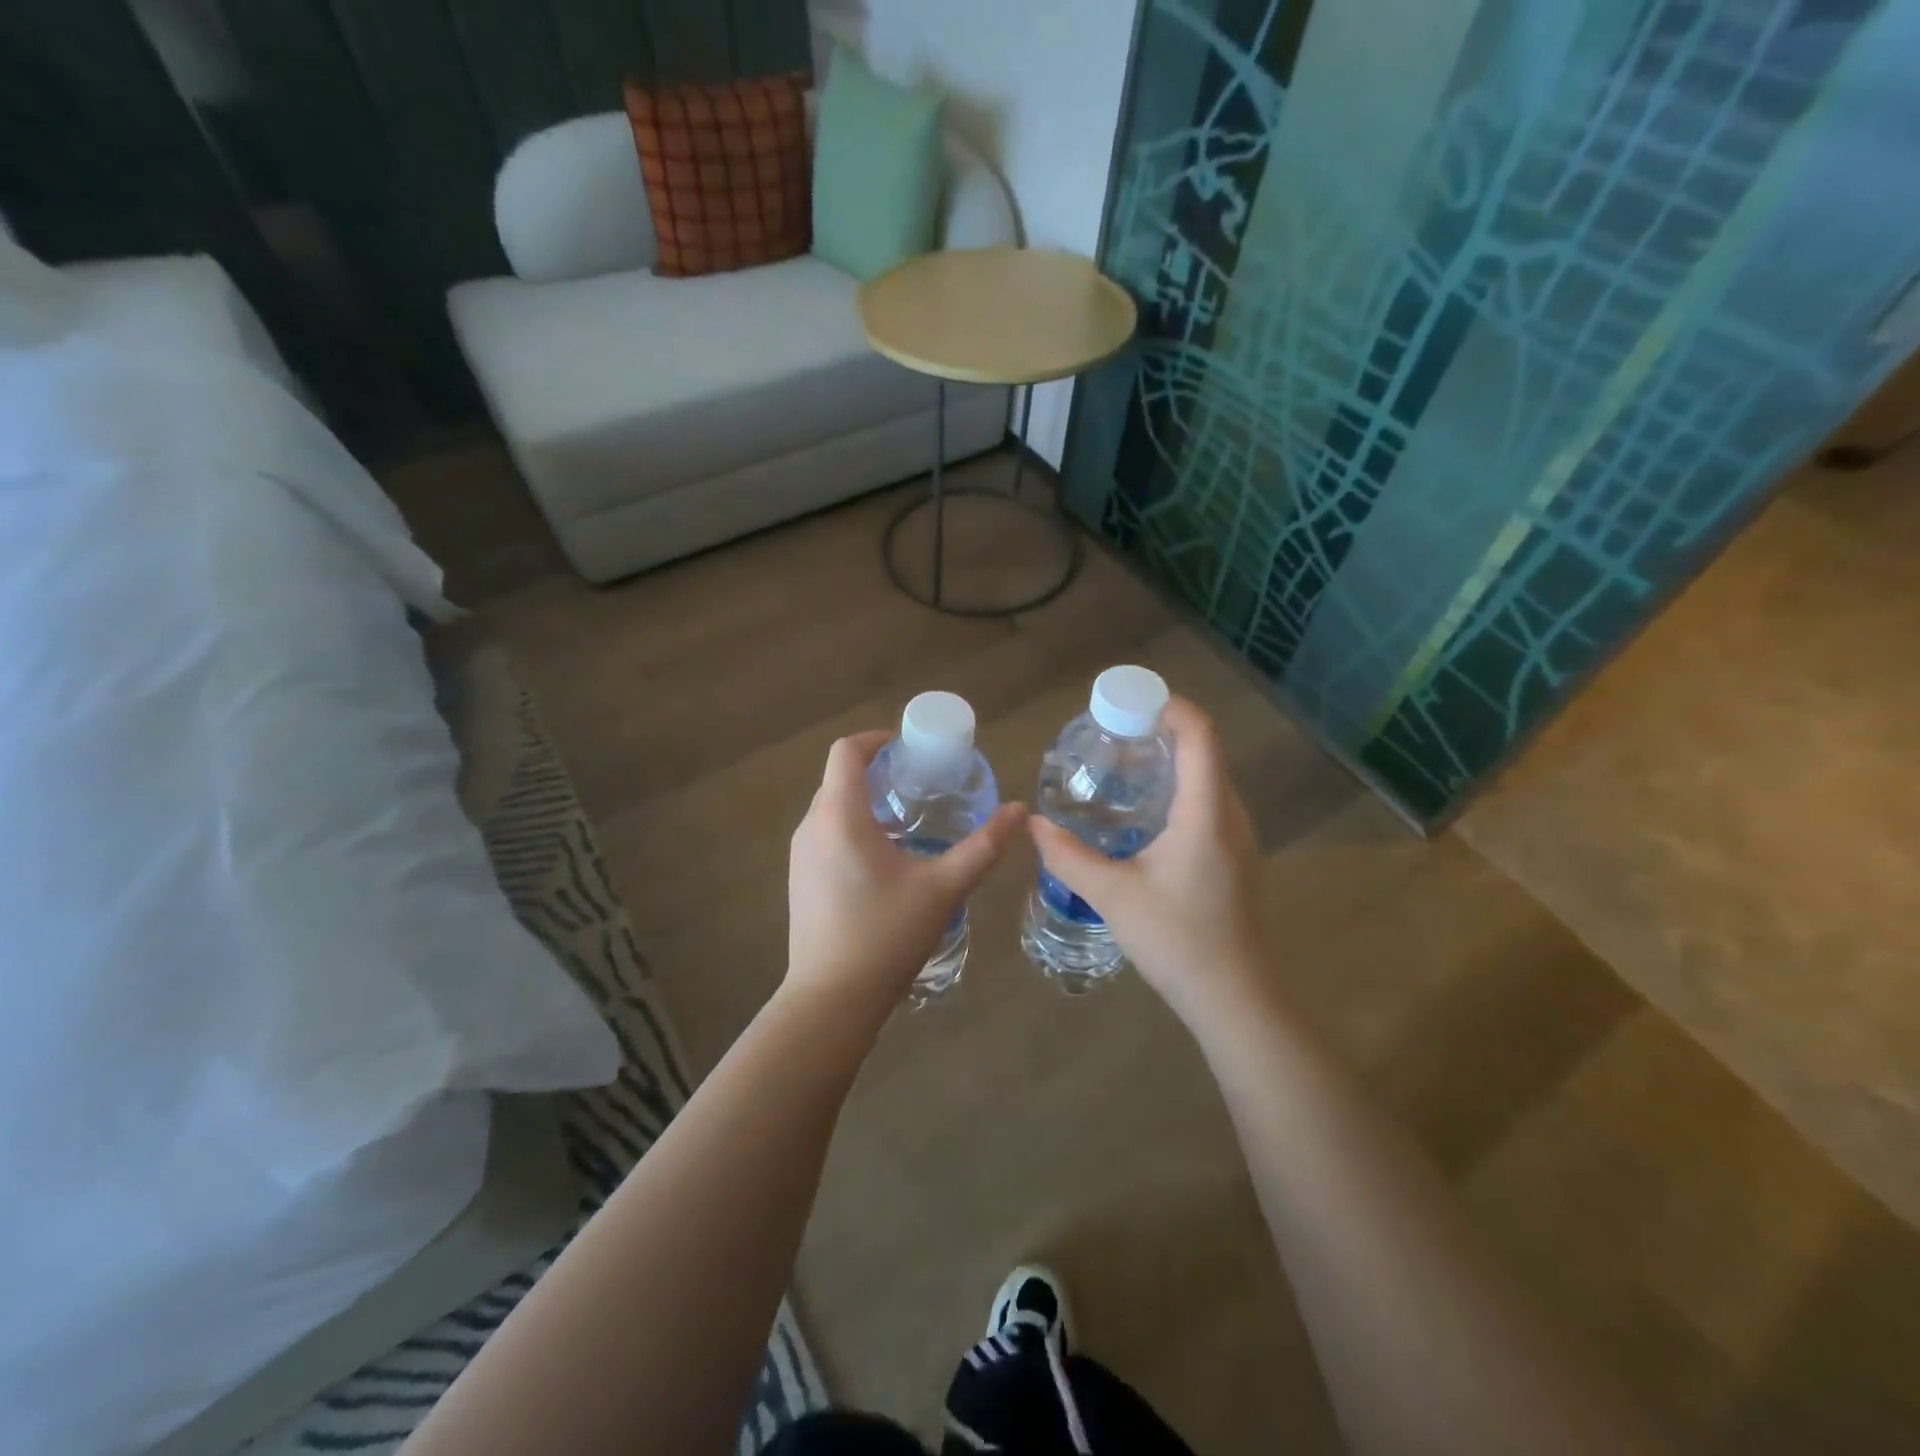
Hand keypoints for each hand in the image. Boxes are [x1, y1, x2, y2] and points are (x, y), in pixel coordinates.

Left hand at [787, 731, 1025, 1014]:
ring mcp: (799, 855)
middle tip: (917, 783)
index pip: (846, 751)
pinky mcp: (798, 880)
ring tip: (905, 819)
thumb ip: (983, 847)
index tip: (907, 748)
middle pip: (838, 778)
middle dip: (875, 771)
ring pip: (830, 807)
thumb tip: (1018, 811)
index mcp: (840, 816)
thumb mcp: (943, 888)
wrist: (832, 999)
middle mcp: (811, 827)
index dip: (875, 739)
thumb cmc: (887, 935)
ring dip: (863, 801)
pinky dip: (850, 827)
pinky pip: (823, 834)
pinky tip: (881, 859)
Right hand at [1027, 697, 1265, 1027]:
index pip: (1200, 734)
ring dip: (1171, 760)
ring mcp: (1239, 838)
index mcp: (1206, 812)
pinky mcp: (1237, 858)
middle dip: (1161, 730)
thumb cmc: (1178, 941)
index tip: (1127, 702)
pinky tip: (1146, 813)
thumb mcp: (1113, 896)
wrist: (1236, 999)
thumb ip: (1070, 857)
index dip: (1169, 706)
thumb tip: (1035, 826)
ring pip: (1209, 778)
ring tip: (1124, 765)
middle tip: (1113, 733)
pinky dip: (1179, 788)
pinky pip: (1210, 803)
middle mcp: (1231, 815)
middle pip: (1205, 750)